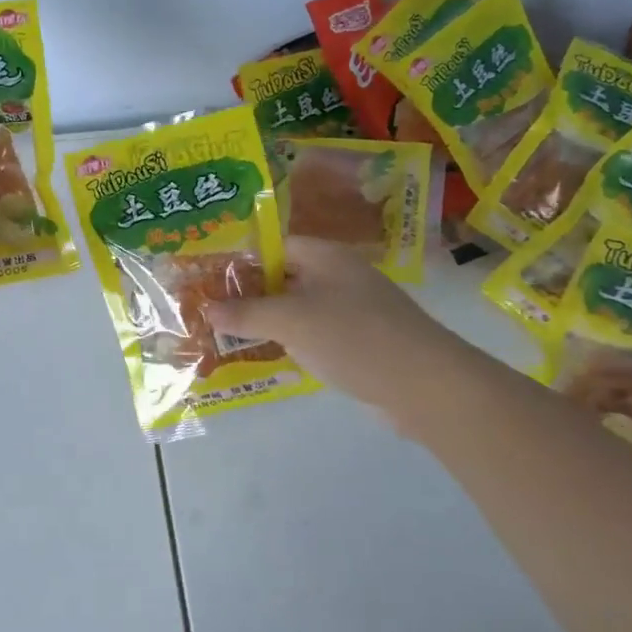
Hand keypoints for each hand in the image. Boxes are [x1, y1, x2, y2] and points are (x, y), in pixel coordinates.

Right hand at [206, 237, 466, 423]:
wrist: (426, 385)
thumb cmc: (353, 337)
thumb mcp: (291, 321)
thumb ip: (246, 313)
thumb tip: (206, 308)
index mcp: (326, 257)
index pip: (275, 245)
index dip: (241, 259)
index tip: (208, 278)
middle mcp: (340, 277)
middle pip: (285, 277)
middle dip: (249, 293)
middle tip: (210, 309)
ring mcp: (353, 311)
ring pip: (298, 309)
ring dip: (267, 321)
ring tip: (227, 334)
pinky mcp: (360, 342)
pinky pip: (314, 335)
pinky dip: (291, 342)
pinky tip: (268, 356)